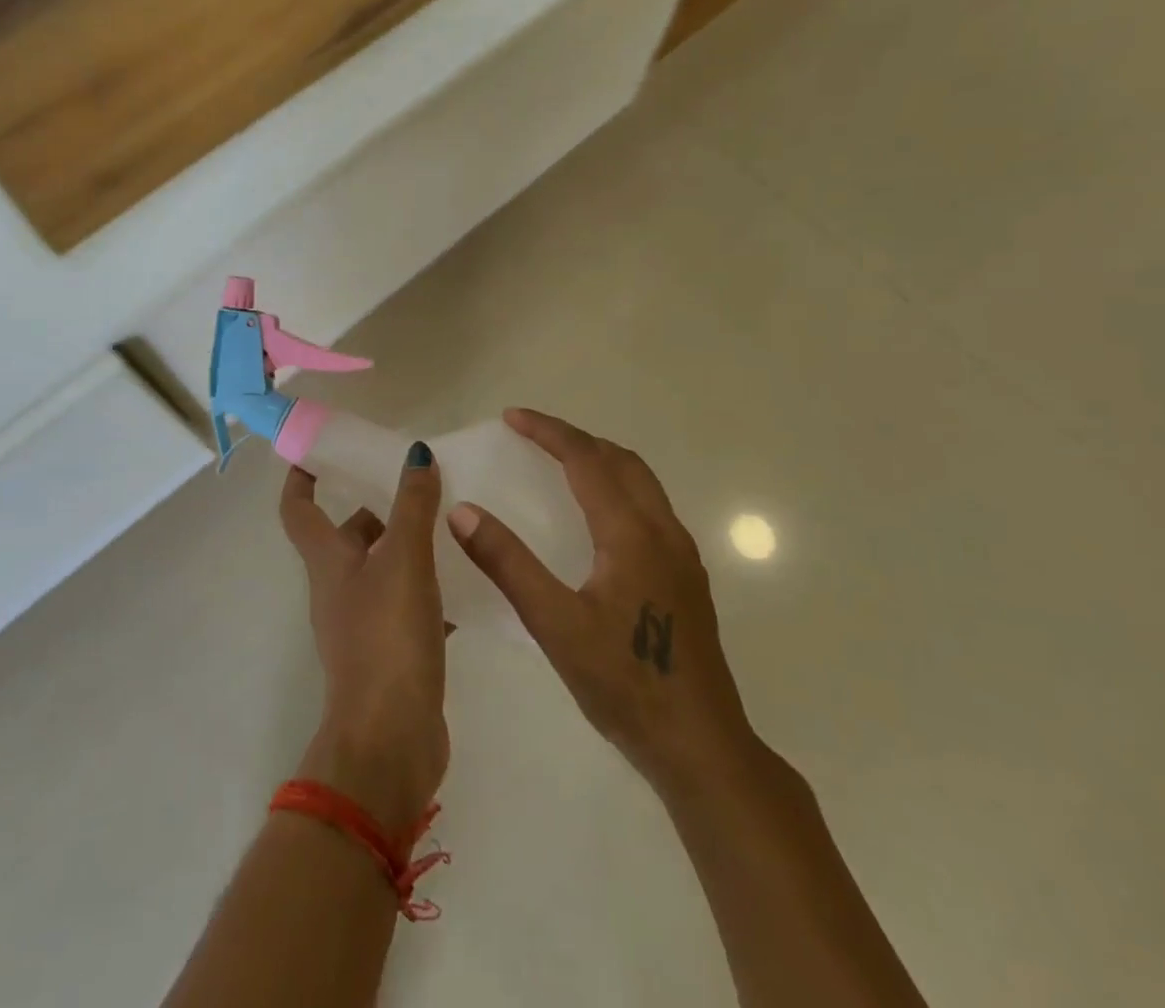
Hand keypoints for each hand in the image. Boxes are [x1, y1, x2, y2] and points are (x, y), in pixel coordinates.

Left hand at [281, 445, 448, 832]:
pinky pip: (407, 608)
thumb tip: (416, 454)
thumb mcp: (405, 562)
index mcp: (329, 563)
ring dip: (407, 548)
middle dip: (375, 508)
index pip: (299, 510)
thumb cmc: (388, 638)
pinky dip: (430, 592)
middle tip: (417, 484)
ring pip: (382, 571)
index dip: (301, 478)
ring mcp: (362, 625)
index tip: (319, 451)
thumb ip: (412, 507)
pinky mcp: (390, 654)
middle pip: (348, 537)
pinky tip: (466, 587)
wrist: (389, 740)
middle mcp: (338, 589)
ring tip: (451, 526)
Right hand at [447, 410, 755, 797]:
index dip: (548, 432)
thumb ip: (508, 563)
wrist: (702, 748)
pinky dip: (618, 488)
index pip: (586, 460)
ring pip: (642, 483)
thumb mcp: (555, 624)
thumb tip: (462, 511)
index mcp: (632, 534)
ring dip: (601, 461)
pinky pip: (650, 508)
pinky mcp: (687, 578)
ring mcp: (682, 556)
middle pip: (621, 461)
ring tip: (560, 465)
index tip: (511, 417)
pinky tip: (597, 520)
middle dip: (576, 439)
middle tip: (532, 437)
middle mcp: (663, 532)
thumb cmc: (625, 684)